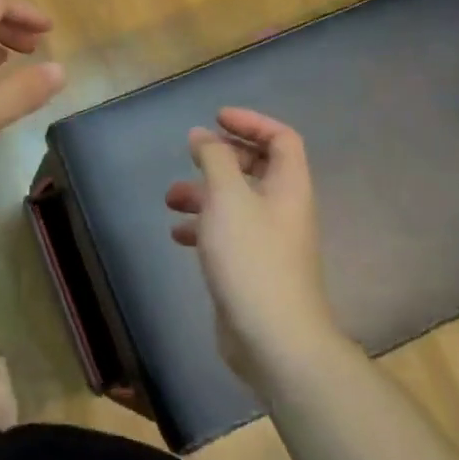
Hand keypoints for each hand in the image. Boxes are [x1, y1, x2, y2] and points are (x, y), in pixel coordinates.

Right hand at [166, 109, 343, 393]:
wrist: (274, 340)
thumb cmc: (252, 258)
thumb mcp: (227, 197)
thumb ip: (214, 158)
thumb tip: (203, 135)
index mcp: (288, 187)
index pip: (281, 138)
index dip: (251, 122)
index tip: (216, 119)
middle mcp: (283, 209)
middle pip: (257, 167)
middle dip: (221, 158)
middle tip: (192, 157)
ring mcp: (269, 241)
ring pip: (236, 202)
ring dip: (204, 194)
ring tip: (170, 199)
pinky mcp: (253, 268)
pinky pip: (228, 234)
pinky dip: (203, 227)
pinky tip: (178, 236)